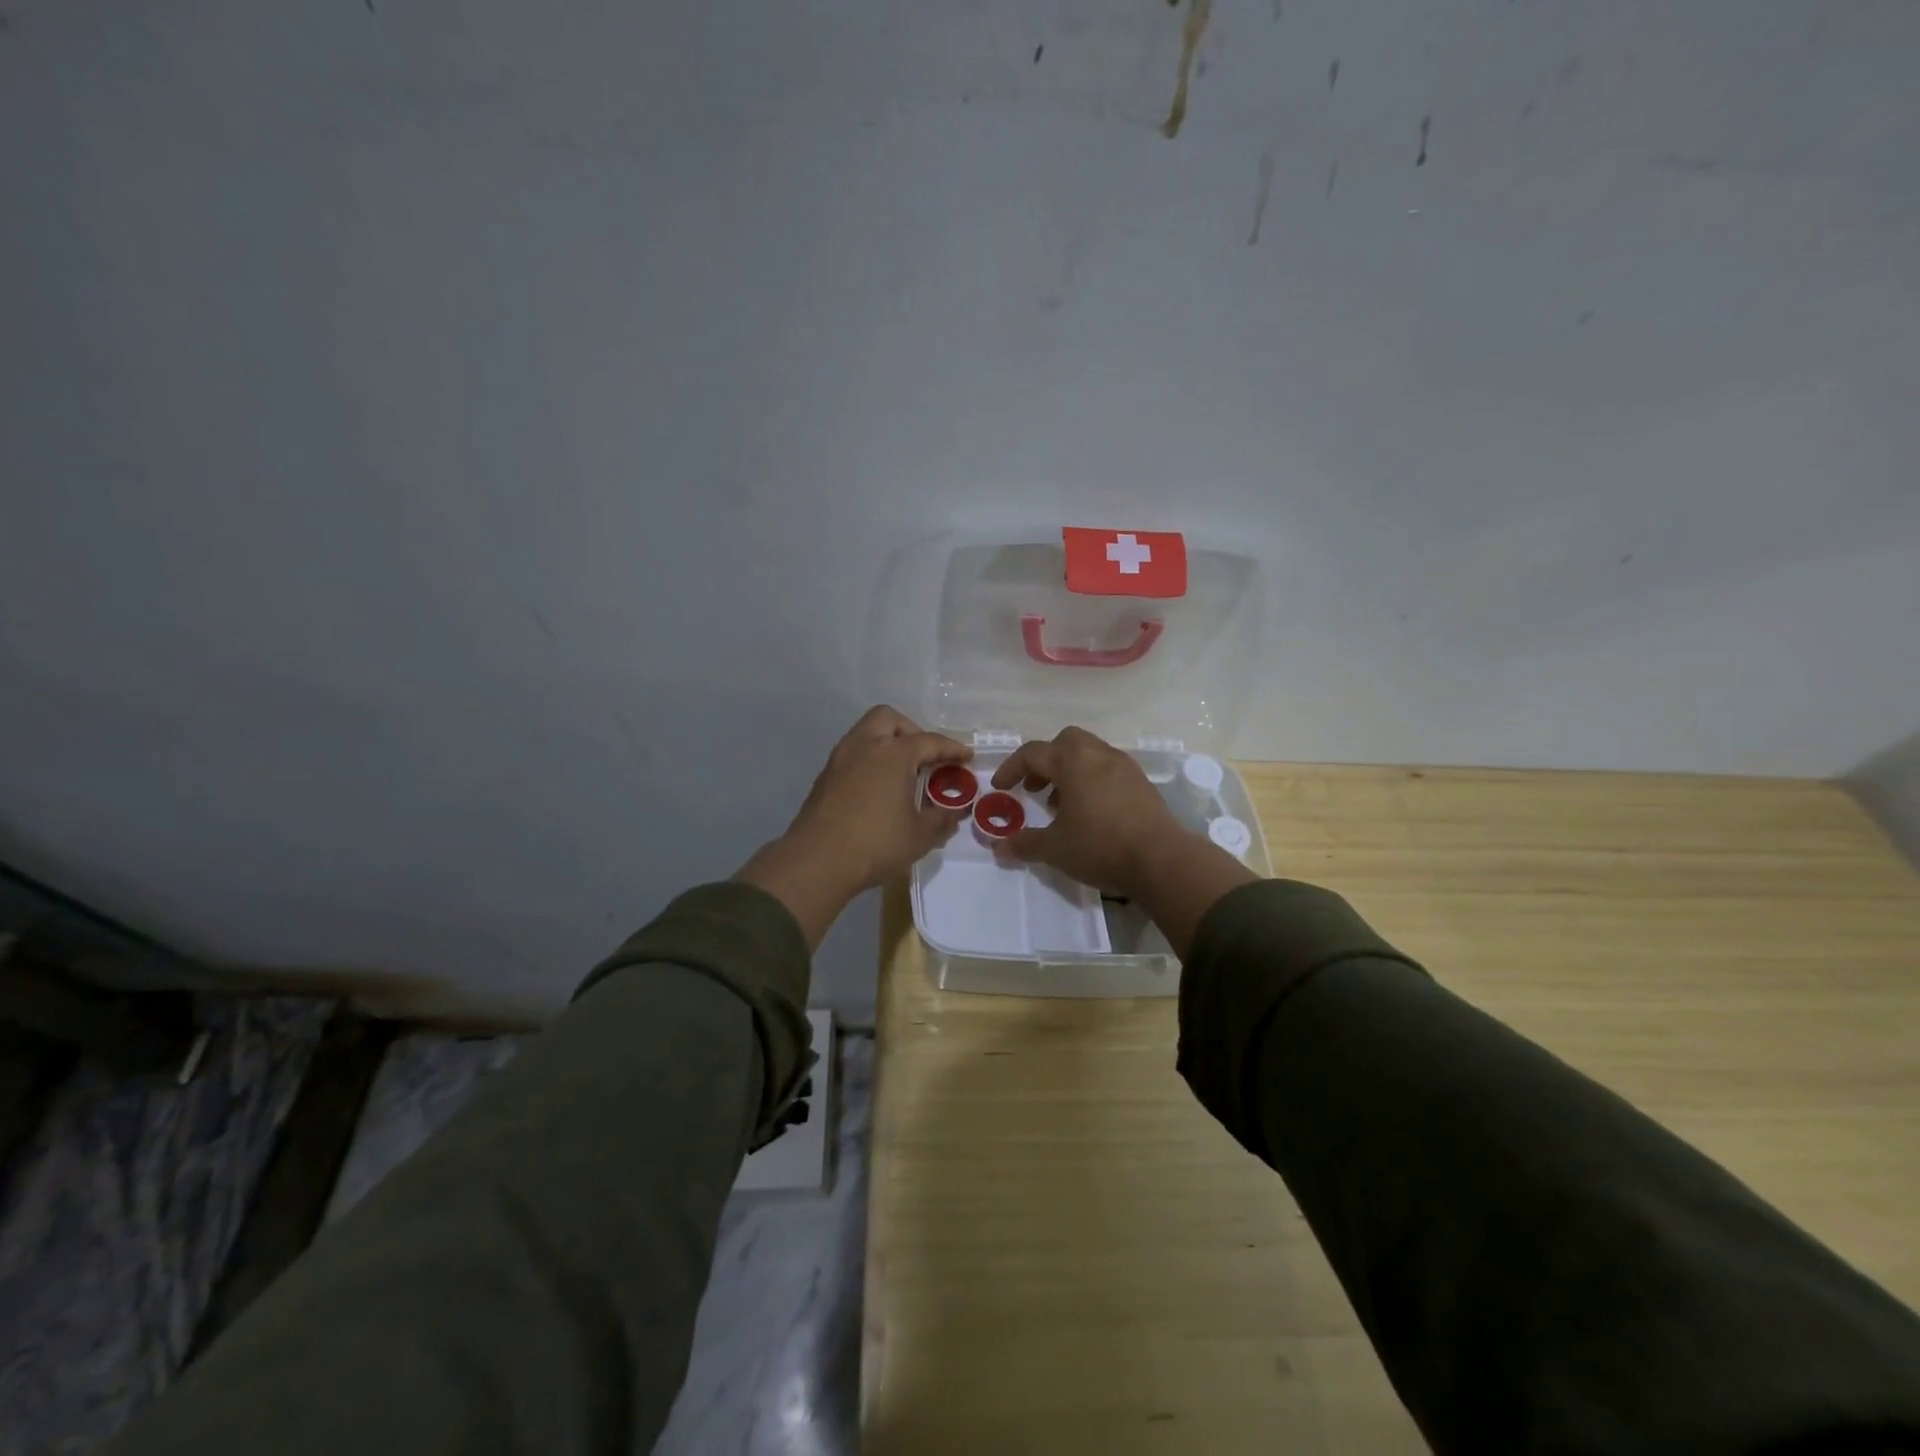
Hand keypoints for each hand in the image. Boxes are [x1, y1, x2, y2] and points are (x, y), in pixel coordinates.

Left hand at [736, 707, 972, 946]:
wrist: (818, 860)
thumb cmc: (876, 843)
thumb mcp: (920, 835)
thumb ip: (942, 818)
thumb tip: (956, 810)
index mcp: (894, 753)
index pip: (930, 742)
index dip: (952, 749)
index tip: (967, 756)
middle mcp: (866, 745)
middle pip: (890, 719)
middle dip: (912, 731)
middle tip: (926, 757)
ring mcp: (841, 758)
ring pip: (867, 732)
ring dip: (887, 743)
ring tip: (903, 772)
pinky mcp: (825, 776)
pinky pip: (854, 753)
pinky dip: (870, 759)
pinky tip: (879, 787)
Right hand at [989, 727, 1186, 895]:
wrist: (1162, 860)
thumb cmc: (1101, 847)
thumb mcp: (1055, 849)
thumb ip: (1024, 844)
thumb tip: (999, 847)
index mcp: (1073, 762)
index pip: (1033, 753)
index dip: (1011, 768)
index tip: (1000, 787)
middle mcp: (1098, 755)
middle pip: (1065, 742)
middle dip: (1045, 761)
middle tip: (1034, 788)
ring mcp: (1124, 766)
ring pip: (1089, 754)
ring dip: (1069, 771)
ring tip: (1061, 804)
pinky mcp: (1142, 783)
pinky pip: (1108, 769)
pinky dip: (1091, 780)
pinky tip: (1090, 812)